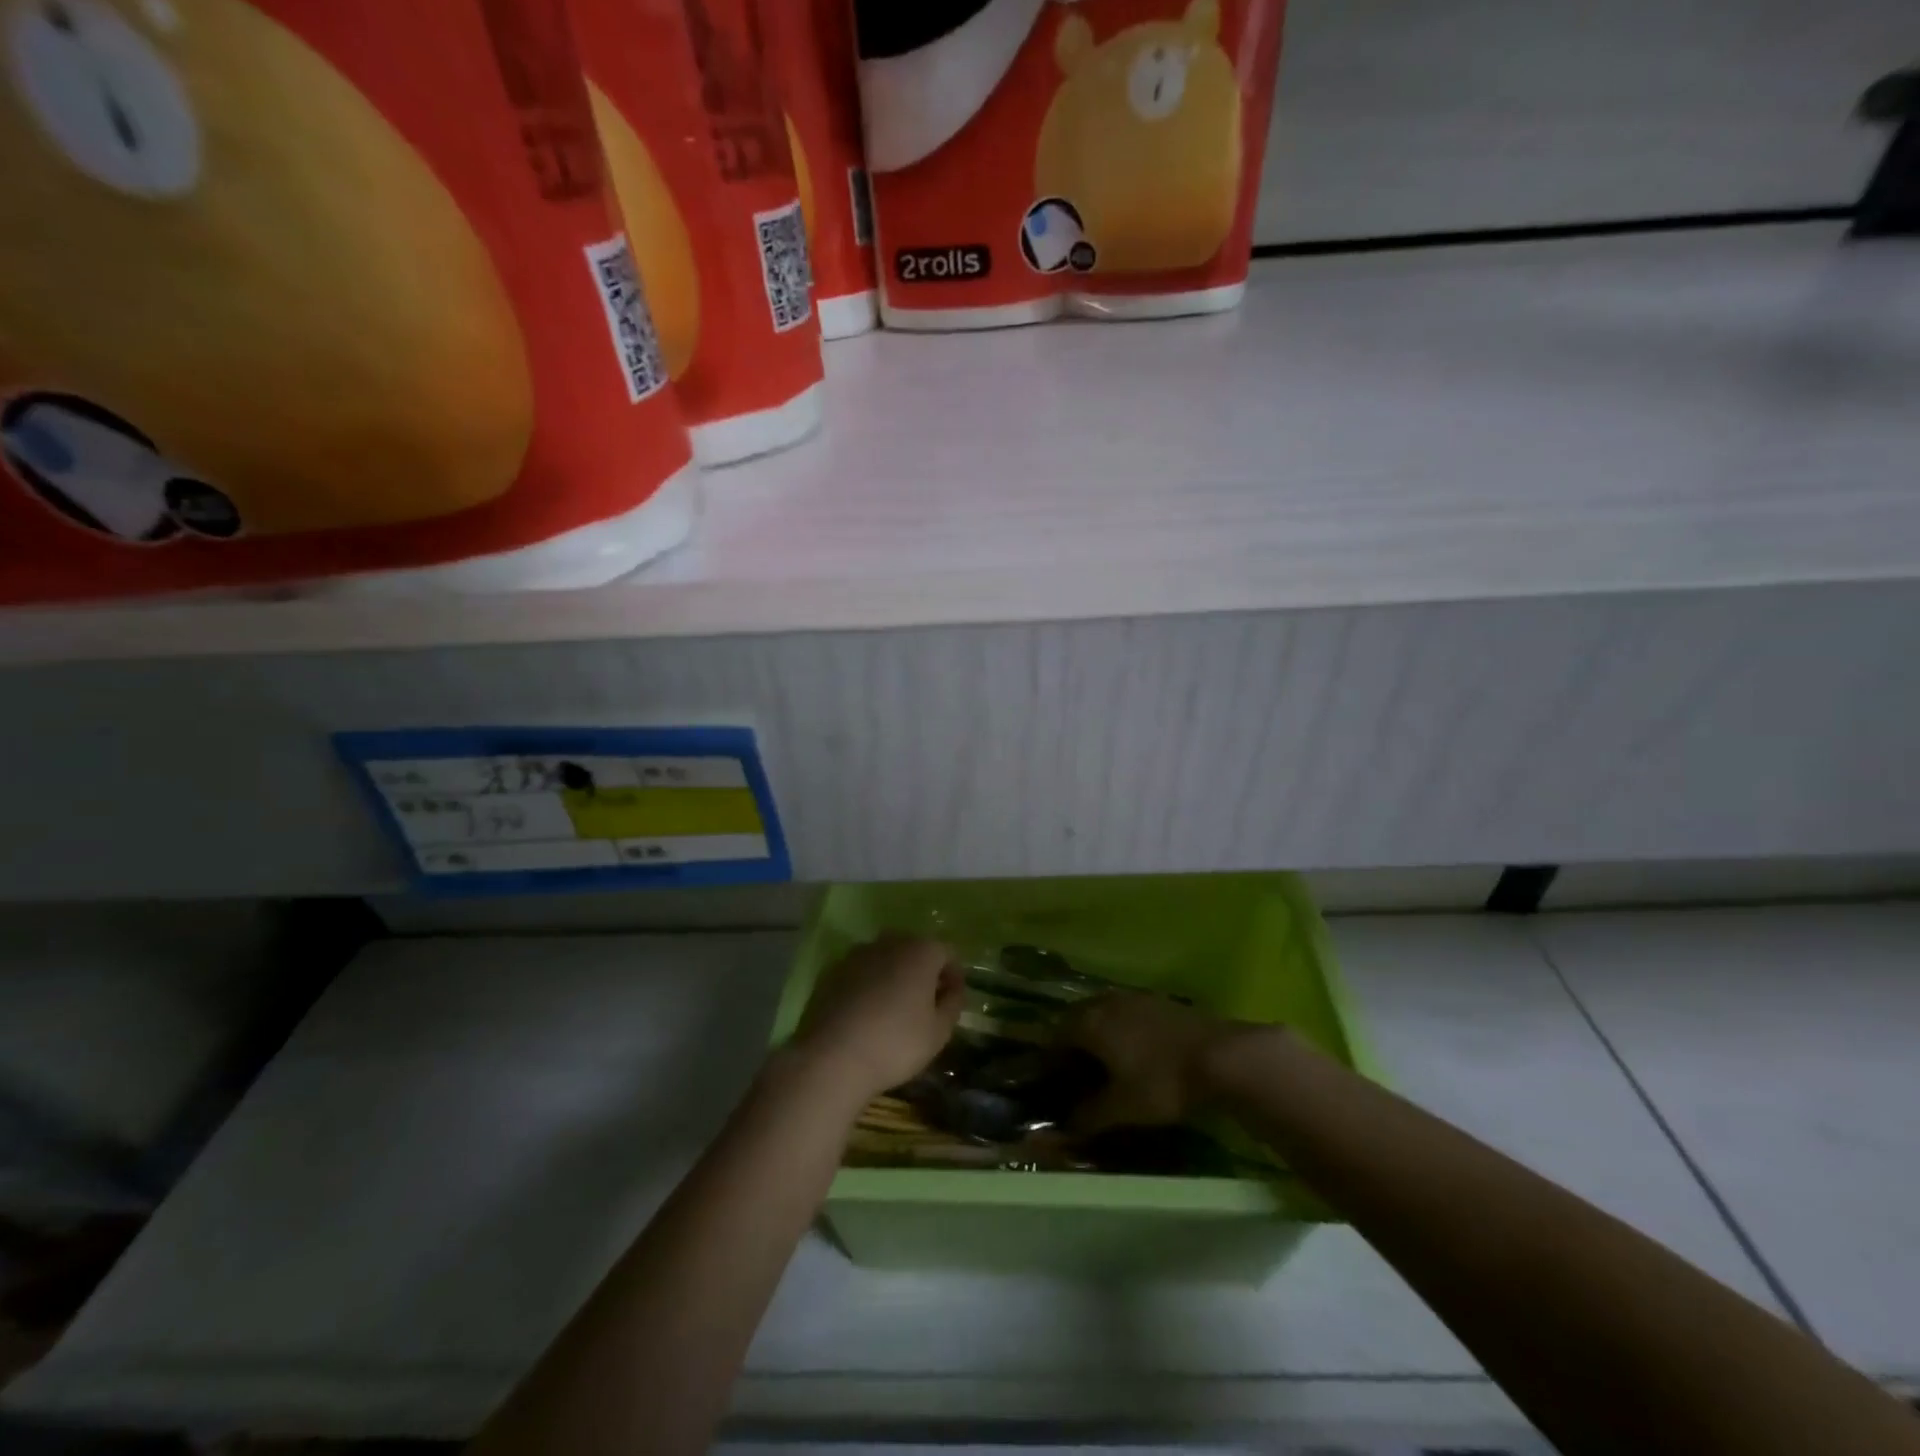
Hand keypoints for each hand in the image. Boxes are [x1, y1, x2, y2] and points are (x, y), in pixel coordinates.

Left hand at [790, 936, 964, 1100]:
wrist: (831, 1057)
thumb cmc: (895, 1044)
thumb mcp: (939, 1032)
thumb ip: (953, 1004)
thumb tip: (952, 989)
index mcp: (920, 951)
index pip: (947, 952)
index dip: (954, 975)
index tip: (952, 1001)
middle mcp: (889, 942)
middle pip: (915, 950)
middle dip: (923, 972)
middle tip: (925, 1004)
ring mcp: (857, 954)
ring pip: (885, 958)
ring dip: (894, 976)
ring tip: (893, 1010)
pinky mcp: (832, 970)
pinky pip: (861, 971)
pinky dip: (868, 984)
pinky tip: (865, 1014)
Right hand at [1062, 991, 1277, 1131]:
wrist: (1223, 1056)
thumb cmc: (1163, 1082)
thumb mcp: (1123, 1108)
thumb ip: (1090, 1115)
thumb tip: (1067, 1125)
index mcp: (1089, 1021)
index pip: (1055, 1035)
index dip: (1049, 1059)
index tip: (1050, 1082)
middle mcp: (1107, 1002)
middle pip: (1078, 1019)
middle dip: (1073, 1045)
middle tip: (1075, 1074)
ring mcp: (1136, 998)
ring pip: (1104, 1014)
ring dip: (1099, 1036)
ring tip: (1105, 1066)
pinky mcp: (1161, 1002)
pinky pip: (1128, 1015)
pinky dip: (1122, 1032)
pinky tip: (1136, 1054)